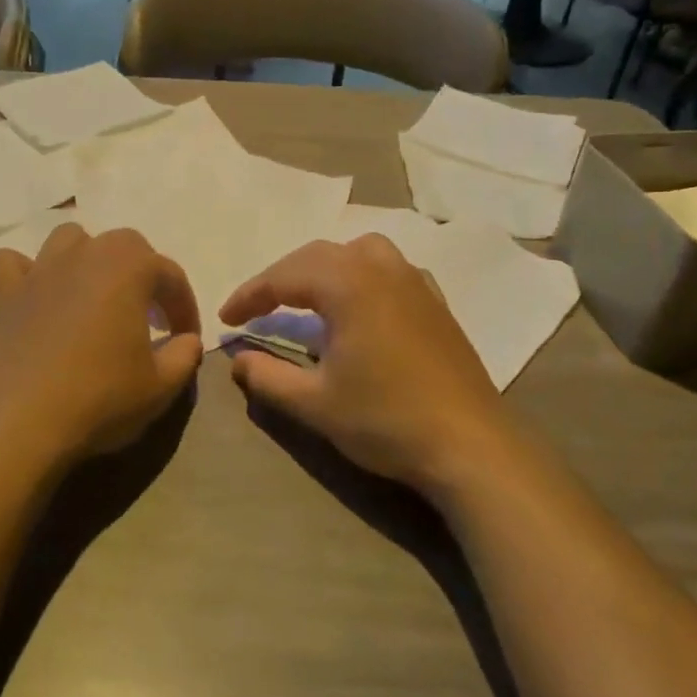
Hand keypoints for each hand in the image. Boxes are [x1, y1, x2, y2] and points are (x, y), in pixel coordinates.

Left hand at [0, 222, 202, 468]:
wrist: (23, 424)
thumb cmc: (101, 398)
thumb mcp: (161, 386)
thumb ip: (184, 355)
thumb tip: (188, 341)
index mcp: (129, 267)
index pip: (169, 275)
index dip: (184, 306)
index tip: (187, 337)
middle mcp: (84, 254)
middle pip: (124, 245)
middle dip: (142, 273)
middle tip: (148, 316)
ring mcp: (39, 271)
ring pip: (69, 240)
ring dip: (88, 258)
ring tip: (95, 294)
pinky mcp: (4, 294)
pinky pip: (12, 263)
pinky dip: (27, 273)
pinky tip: (37, 297)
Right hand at [220, 235, 514, 492]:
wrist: (470, 445)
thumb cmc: (385, 420)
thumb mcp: (314, 403)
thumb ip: (267, 376)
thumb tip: (237, 358)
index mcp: (348, 285)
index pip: (285, 276)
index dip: (250, 295)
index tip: (226, 317)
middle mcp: (382, 269)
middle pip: (319, 255)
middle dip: (282, 277)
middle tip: (257, 308)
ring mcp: (415, 282)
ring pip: (359, 251)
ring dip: (324, 268)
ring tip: (307, 297)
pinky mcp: (436, 302)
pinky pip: (390, 268)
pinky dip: (361, 275)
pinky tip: (361, 306)